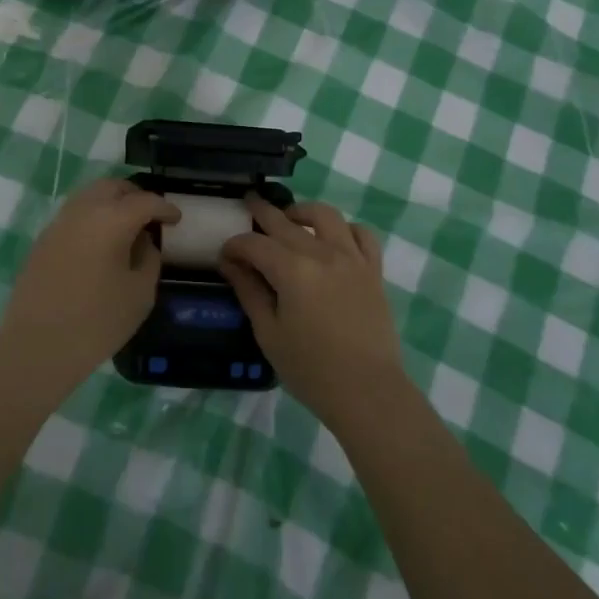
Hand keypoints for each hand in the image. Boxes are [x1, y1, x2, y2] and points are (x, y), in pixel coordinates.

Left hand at [0, 178, 180, 389]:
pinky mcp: (43, 240)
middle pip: (112, 187)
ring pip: (89, 196)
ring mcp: (58, 223)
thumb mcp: (139, 294)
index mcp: (111, 220)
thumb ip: (149, 259)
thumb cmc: (96, 322)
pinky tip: (99, 244)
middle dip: (134, 195)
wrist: (37, 347)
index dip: (164, 207)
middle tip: (149, 216)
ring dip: (110, 203)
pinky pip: (73, 215)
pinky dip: (91, 218)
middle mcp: (82, 211)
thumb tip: (143, 242)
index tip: (176, 219)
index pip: (144, 200)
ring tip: (125, 228)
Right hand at [220, 195, 406, 429]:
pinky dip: (345, 229)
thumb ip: (249, 291)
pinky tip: (334, 238)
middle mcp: (322, 253)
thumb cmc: (311, 369)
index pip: (254, 244)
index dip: (235, 246)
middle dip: (261, 213)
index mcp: (292, 270)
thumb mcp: (269, 333)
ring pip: (325, 215)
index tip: (225, 255)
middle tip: (247, 206)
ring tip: (290, 218)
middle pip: (284, 222)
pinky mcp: (373, 270)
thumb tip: (230, 263)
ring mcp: (351, 258)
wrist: (367, 392)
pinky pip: (362, 235)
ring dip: (303, 211)